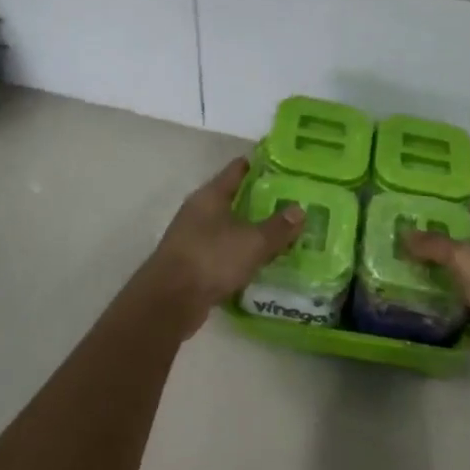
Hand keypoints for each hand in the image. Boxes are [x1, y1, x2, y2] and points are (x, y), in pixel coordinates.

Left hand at [140, 159, 303, 336]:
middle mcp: (199, 211)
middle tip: (291, 202)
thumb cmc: (211, 259)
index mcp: (210, 195)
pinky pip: (223, 250)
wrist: (169, 302)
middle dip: (260, 200)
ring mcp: (193, 237)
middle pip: (233, 198)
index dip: (260, 166)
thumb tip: (300, 209)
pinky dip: (240, 252)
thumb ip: (278, 227)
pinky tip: (259, 260)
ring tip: (281, 232)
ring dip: (250, 228)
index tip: (285, 167)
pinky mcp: (192, 263)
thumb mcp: (253, 242)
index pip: (237, 170)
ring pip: (228, 226)